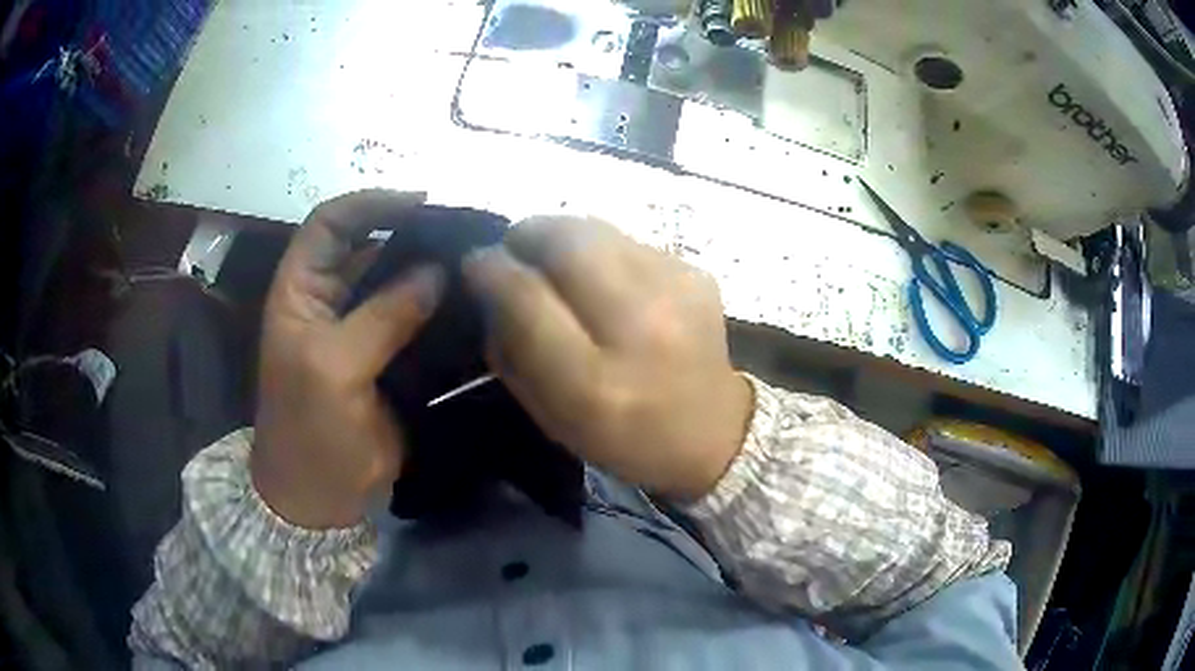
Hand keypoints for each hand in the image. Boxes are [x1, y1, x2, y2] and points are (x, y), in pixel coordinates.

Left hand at [251, 190, 443, 528]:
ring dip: (434, 273)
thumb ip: (382, 317)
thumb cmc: (309, 429)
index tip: (421, 202)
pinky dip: (444, 312)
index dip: (370, 203)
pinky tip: (476, 307)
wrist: (321, 496)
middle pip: (371, 246)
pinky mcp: (391, 358)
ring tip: (479, 264)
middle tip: (467, 235)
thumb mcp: (333, 367)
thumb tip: (437, 271)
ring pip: (400, 283)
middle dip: (414, 235)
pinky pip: (419, 322)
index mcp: (301, 290)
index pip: (330, 223)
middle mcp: (332, 299)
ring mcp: (363, 329)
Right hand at [464, 217, 752, 501]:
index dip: (492, 269)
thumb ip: (512, 353)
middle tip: (513, 247)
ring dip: (561, 235)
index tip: (476, 263)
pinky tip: (602, 276)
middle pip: (567, 242)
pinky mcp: (697, 273)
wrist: (713, 433)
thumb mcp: (553, 418)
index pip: (528, 298)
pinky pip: (628, 240)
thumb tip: (491, 286)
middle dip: (527, 233)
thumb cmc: (624, 438)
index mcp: (597, 383)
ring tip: (551, 257)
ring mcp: (677, 292)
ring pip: (597, 229)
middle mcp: (642, 328)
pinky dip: (600, 249)